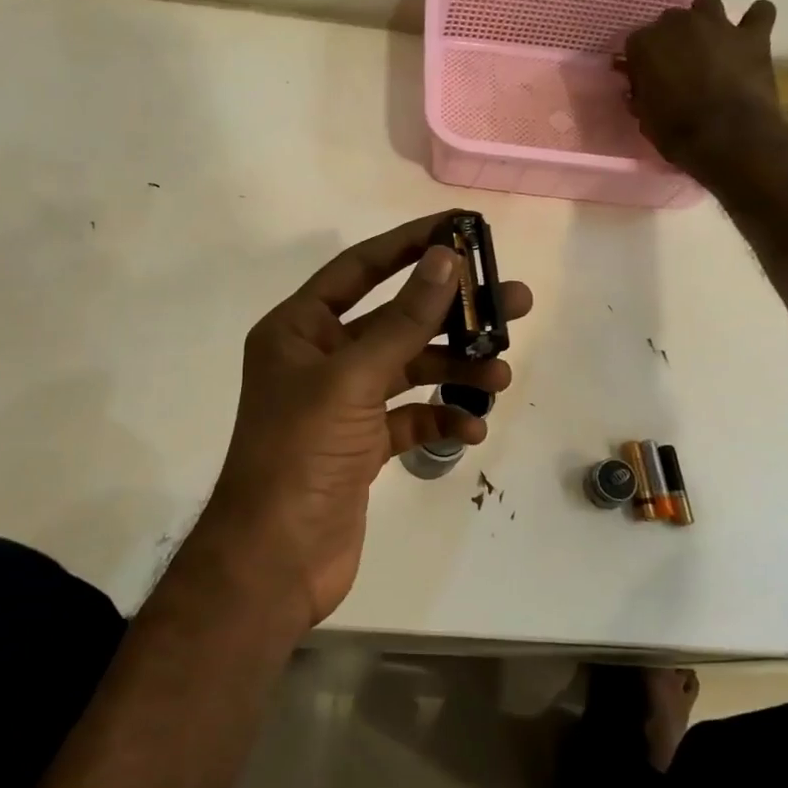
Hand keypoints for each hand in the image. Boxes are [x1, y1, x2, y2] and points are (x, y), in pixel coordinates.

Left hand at [198, 212, 533, 629]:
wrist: (275, 559)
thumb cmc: (301, 453)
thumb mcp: (353, 378)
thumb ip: (403, 320)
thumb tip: (446, 259)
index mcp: (298, 330)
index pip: (359, 269)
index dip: (409, 245)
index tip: (460, 229)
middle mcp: (319, 360)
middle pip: (395, 321)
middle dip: (451, 314)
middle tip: (512, 304)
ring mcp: (341, 405)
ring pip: (408, 371)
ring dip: (454, 371)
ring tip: (499, 375)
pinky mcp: (360, 446)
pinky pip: (409, 418)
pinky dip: (440, 418)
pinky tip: (470, 428)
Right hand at [617, 0, 787, 180]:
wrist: (728, 136)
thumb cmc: (677, 131)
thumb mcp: (646, 119)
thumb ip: (641, 96)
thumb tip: (639, 89)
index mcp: (646, 44)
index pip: (635, 42)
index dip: (641, 61)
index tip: (645, 78)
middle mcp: (680, 24)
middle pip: (670, 20)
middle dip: (671, 39)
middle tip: (677, 64)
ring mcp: (719, 24)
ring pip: (707, 4)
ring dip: (706, 20)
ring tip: (709, 44)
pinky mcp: (753, 34)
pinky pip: (759, 12)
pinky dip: (755, 20)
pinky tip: (750, 36)